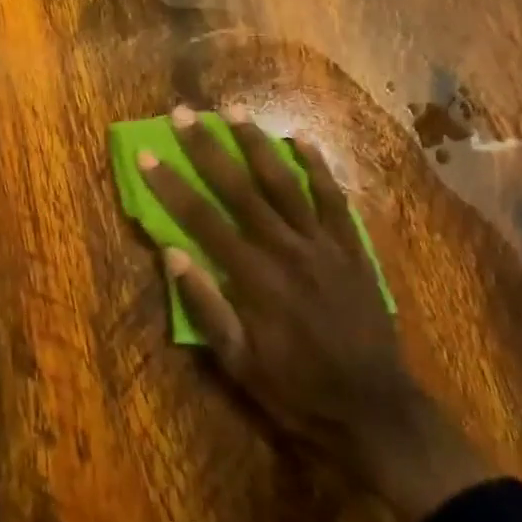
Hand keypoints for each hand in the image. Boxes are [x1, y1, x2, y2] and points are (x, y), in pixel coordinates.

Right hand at [138, 106, 491, 521]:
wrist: (374, 410)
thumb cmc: (296, 391)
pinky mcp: (352, 247)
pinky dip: (317, 166)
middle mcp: (287, 248)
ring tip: (233, 111)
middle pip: (239, 187)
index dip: (170, 185)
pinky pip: (333, 197)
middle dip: (207, 148)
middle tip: (183, 114)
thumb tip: (172, 252)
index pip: (202, 219)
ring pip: (285, 181)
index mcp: (254, 277)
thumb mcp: (239, 363)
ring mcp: (324, 244)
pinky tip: (300, 140)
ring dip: (256, 143)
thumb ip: (205, 306)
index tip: (146, 154)